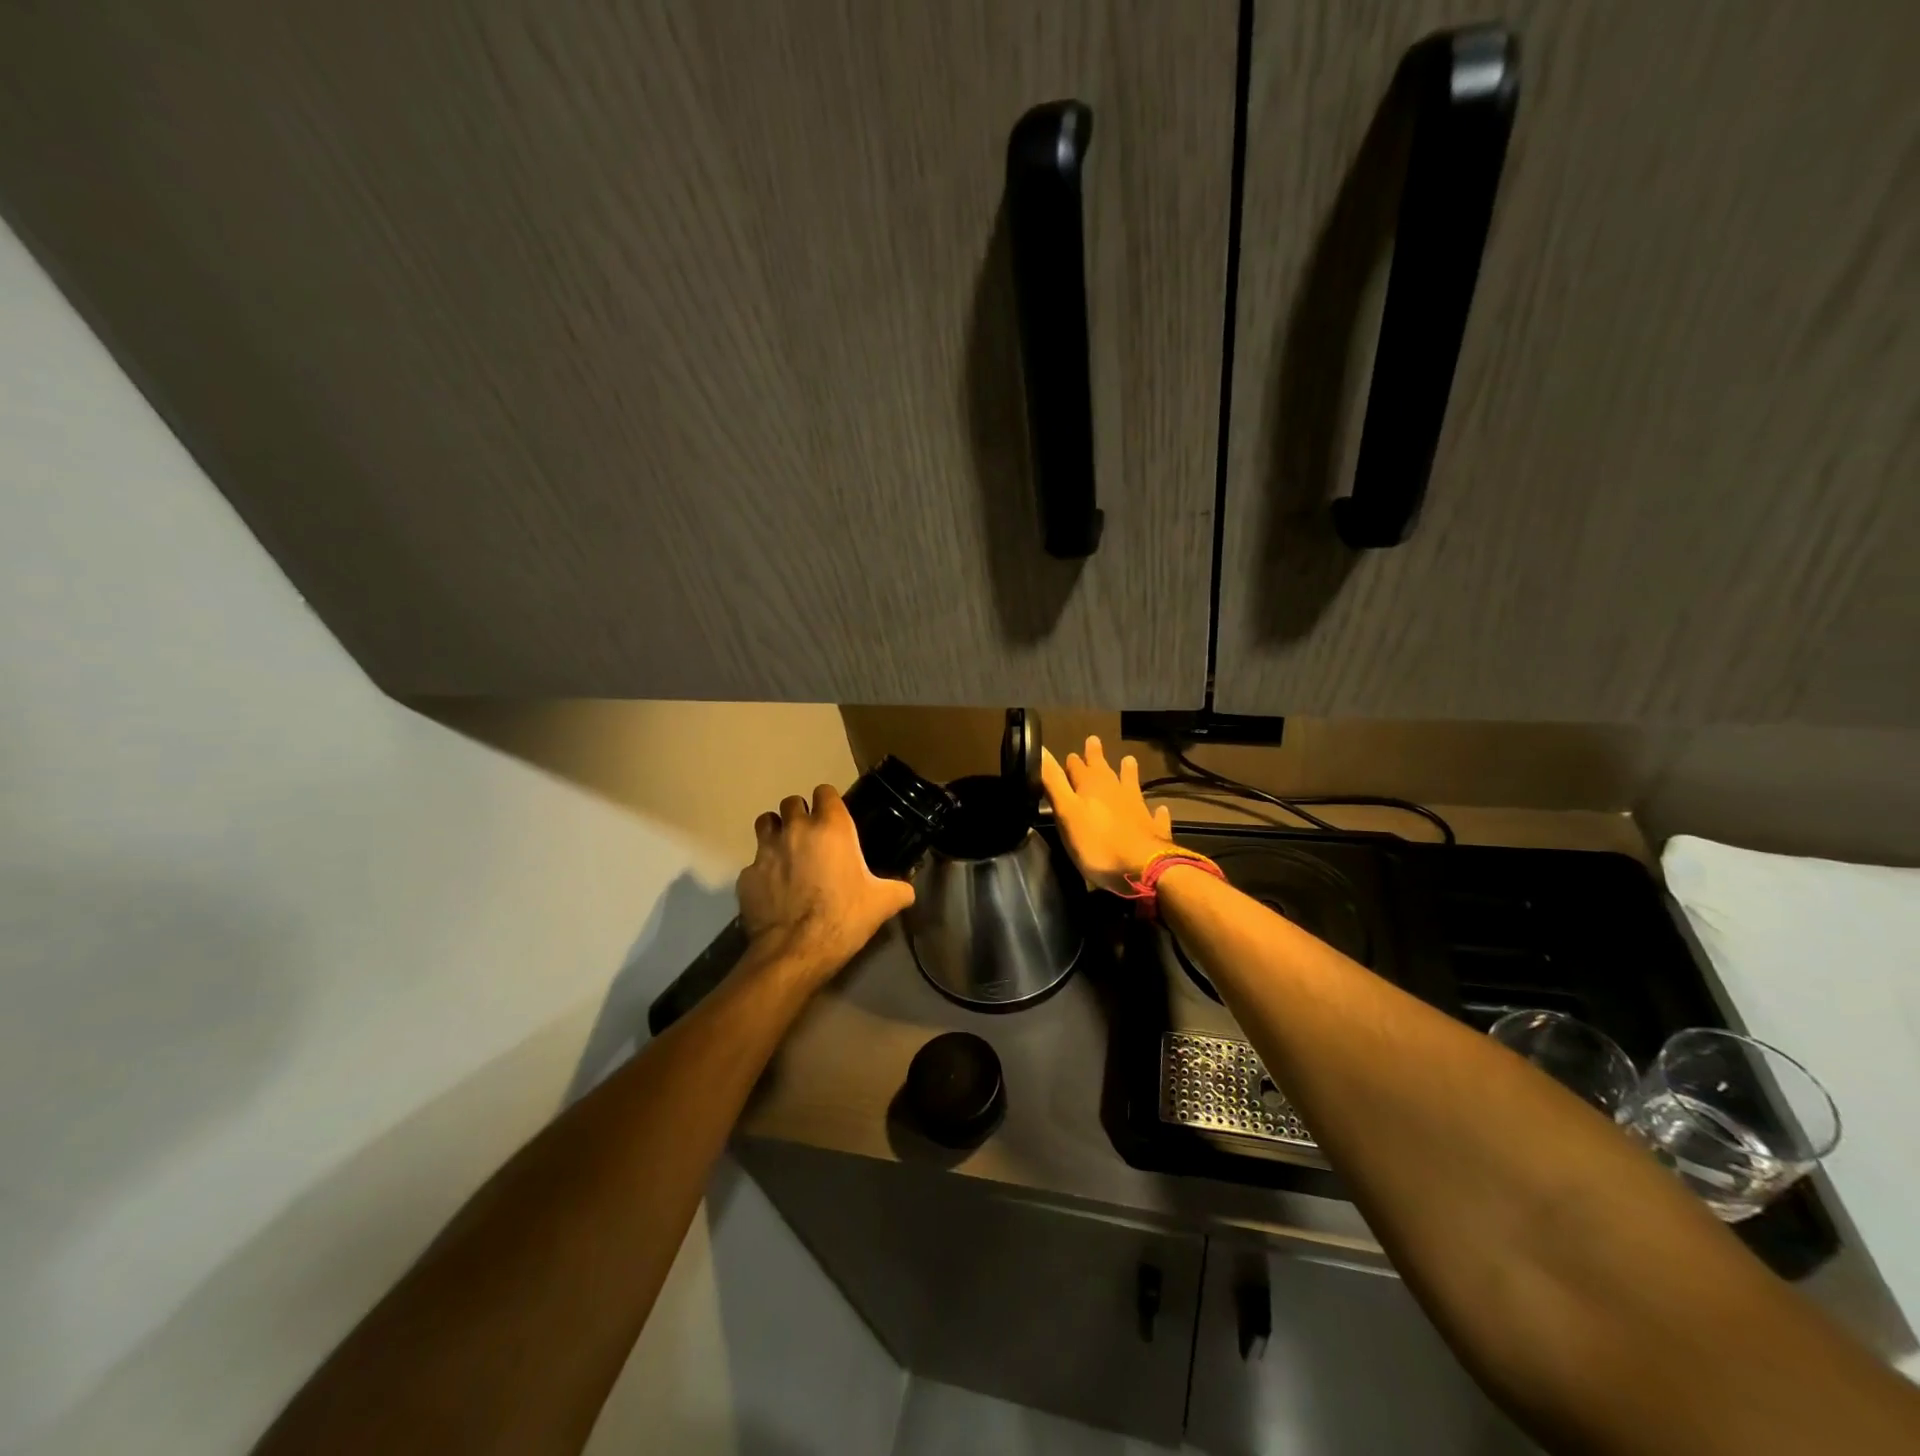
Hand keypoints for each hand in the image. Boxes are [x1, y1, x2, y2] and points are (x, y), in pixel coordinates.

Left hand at [737, 784, 915, 981]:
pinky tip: (773, 889)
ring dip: (775, 831)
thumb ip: (899, 889)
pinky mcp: (746, 875)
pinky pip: (754, 863)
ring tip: (786, 852)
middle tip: (810, 836)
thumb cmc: (843, 918)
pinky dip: (763, 871)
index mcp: (830, 827)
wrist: (796, 951)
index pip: (825, 792)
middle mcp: (795, 829)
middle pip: (791, 802)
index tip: (834, 816)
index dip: (829, 802)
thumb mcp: (882, 903)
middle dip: (799, 814)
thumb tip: (909, 890)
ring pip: (765, 823)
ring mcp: (766, 851)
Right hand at [1040, 736, 1175, 894]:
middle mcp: (1115, 791)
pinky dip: (1156, 811)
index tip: (1070, 754)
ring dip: (1129, 773)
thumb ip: (1054, 782)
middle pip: (1104, 770)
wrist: (1142, 867)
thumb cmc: (1097, 843)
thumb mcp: (1066, 812)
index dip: (1072, 761)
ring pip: (1131, 784)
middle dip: (1096, 757)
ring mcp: (1137, 808)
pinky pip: (1155, 815)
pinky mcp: (1153, 829)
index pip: (1077, 768)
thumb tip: (1042, 749)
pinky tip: (1161, 809)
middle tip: (1094, 740)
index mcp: (1091, 787)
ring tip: (1129, 760)